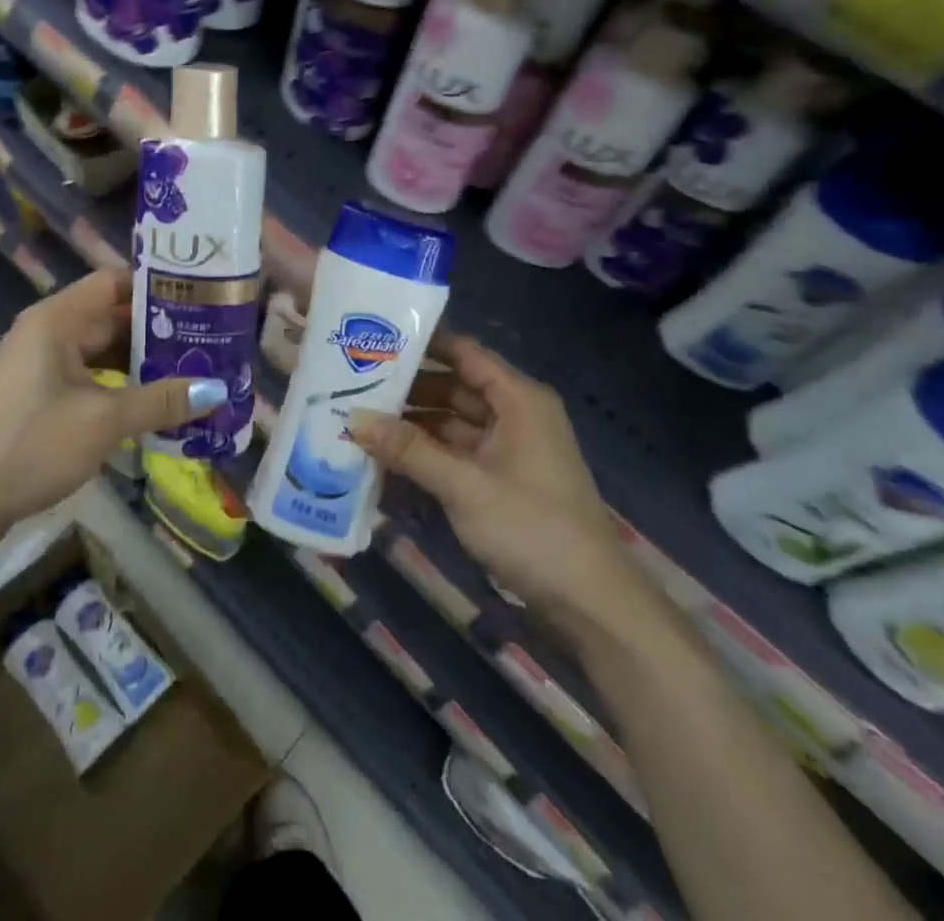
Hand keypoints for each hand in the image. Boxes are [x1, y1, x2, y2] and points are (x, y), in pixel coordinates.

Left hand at [0, 270, 227, 538]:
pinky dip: (121, 386)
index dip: (155, 286)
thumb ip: (161, 401)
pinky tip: (155, 403)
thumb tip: (217, 391)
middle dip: (158, 330)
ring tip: (193, 370)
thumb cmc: (31, 446)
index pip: (113, 282)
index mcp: (57, 320)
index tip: (200, 297)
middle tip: (209, 340)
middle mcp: (48, 333)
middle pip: (111, 317)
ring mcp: (41, 366)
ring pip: (103, 351)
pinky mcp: (39, 397)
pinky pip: (90, 378)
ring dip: (142, 362)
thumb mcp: (104, 422)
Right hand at [349, 336, 636, 620]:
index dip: (423, 343)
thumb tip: (353, 419)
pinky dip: (427, 456)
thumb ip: (408, 450)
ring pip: (452, 424)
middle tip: (354, 385)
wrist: (590, 603)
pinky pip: (457, 455)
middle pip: (454, 388)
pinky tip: (386, 460)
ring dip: (413, 426)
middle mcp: (515, 415)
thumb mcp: (464, 486)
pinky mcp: (502, 481)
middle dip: (408, 389)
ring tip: (360, 421)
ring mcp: (509, 450)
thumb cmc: (532, 528)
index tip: (374, 339)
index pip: (464, 353)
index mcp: (518, 400)